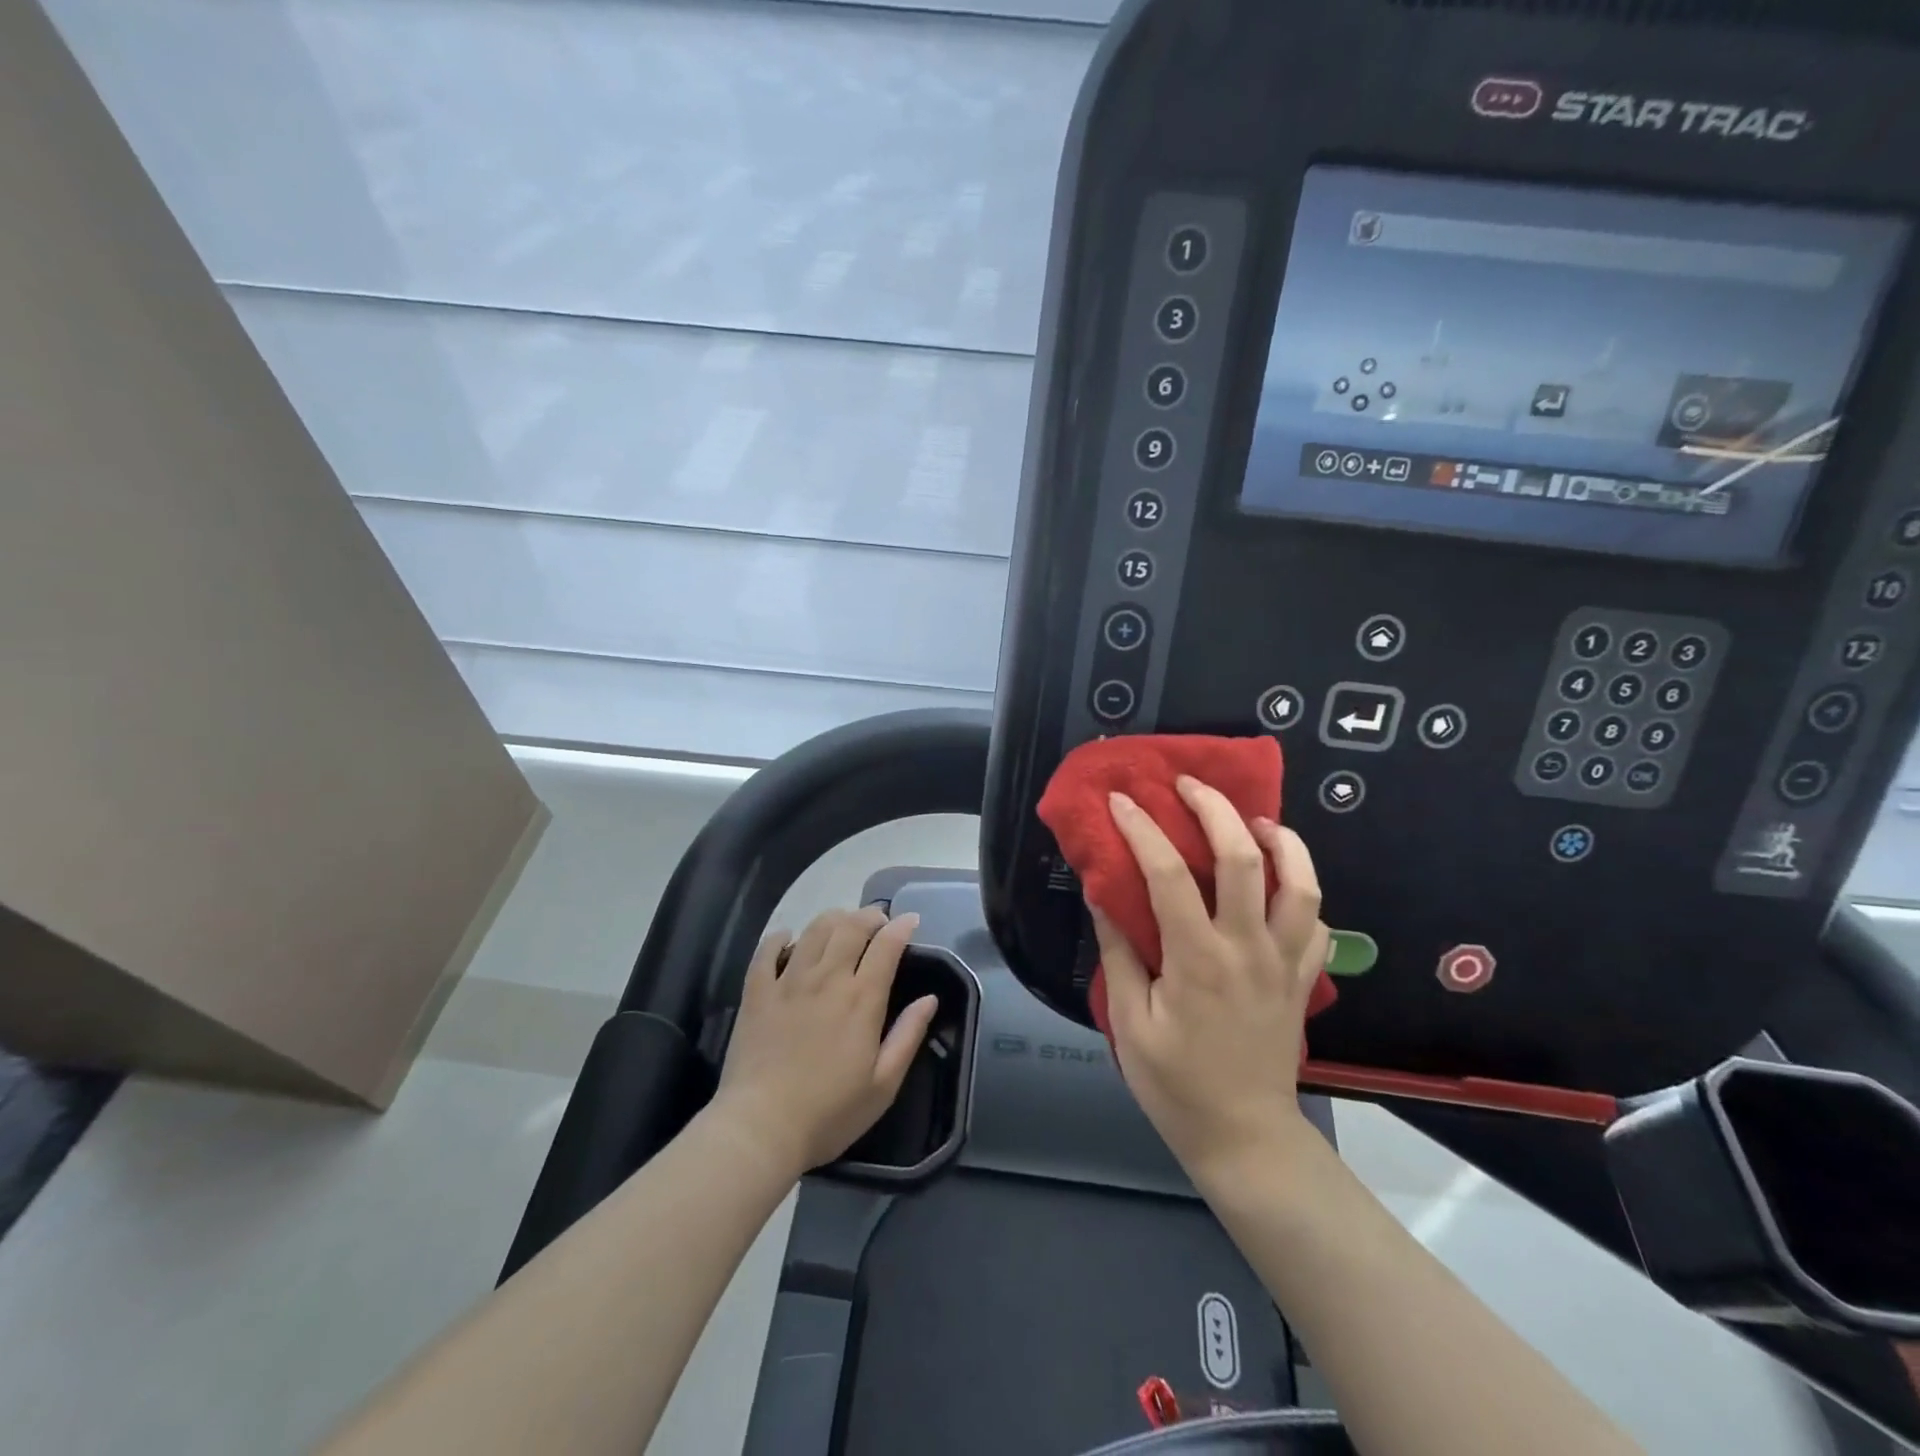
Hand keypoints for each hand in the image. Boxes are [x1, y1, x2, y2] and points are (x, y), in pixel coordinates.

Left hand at [713, 907, 938, 1179]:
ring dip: (833, 918)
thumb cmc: (829, 1113)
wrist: (760, 1128)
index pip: (886, 946)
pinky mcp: (757, 992)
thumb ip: (908, 1036)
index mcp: (861, 999)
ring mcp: (788, 981)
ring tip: (842, 923)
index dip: (901, 927)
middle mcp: (827, 978)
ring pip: (813, 930)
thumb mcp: (883, 1085)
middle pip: (850, 927)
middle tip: (878, 920)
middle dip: (869, 915)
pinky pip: (767, 950)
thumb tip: (929, 999)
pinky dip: (781, 937)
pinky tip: (789, 938)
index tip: (910, 920)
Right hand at [1092, 777, 1330, 1184]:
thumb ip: (1120, 952)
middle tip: (1191, 784)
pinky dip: (1303, 891)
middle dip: (1216, 808)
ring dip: (1281, 840)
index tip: (1122, 801)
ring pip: (1302, 883)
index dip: (1142, 828)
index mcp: (1197, 957)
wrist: (1245, 1139)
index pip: (1167, 873)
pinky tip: (1282, 883)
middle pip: (1244, 858)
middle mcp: (1248, 948)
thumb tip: (1102, 894)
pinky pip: (1318, 923)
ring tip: (1255, 820)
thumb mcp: (1129, 1021)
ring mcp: (1285, 962)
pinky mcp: (1304, 980)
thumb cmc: (1175, 1084)